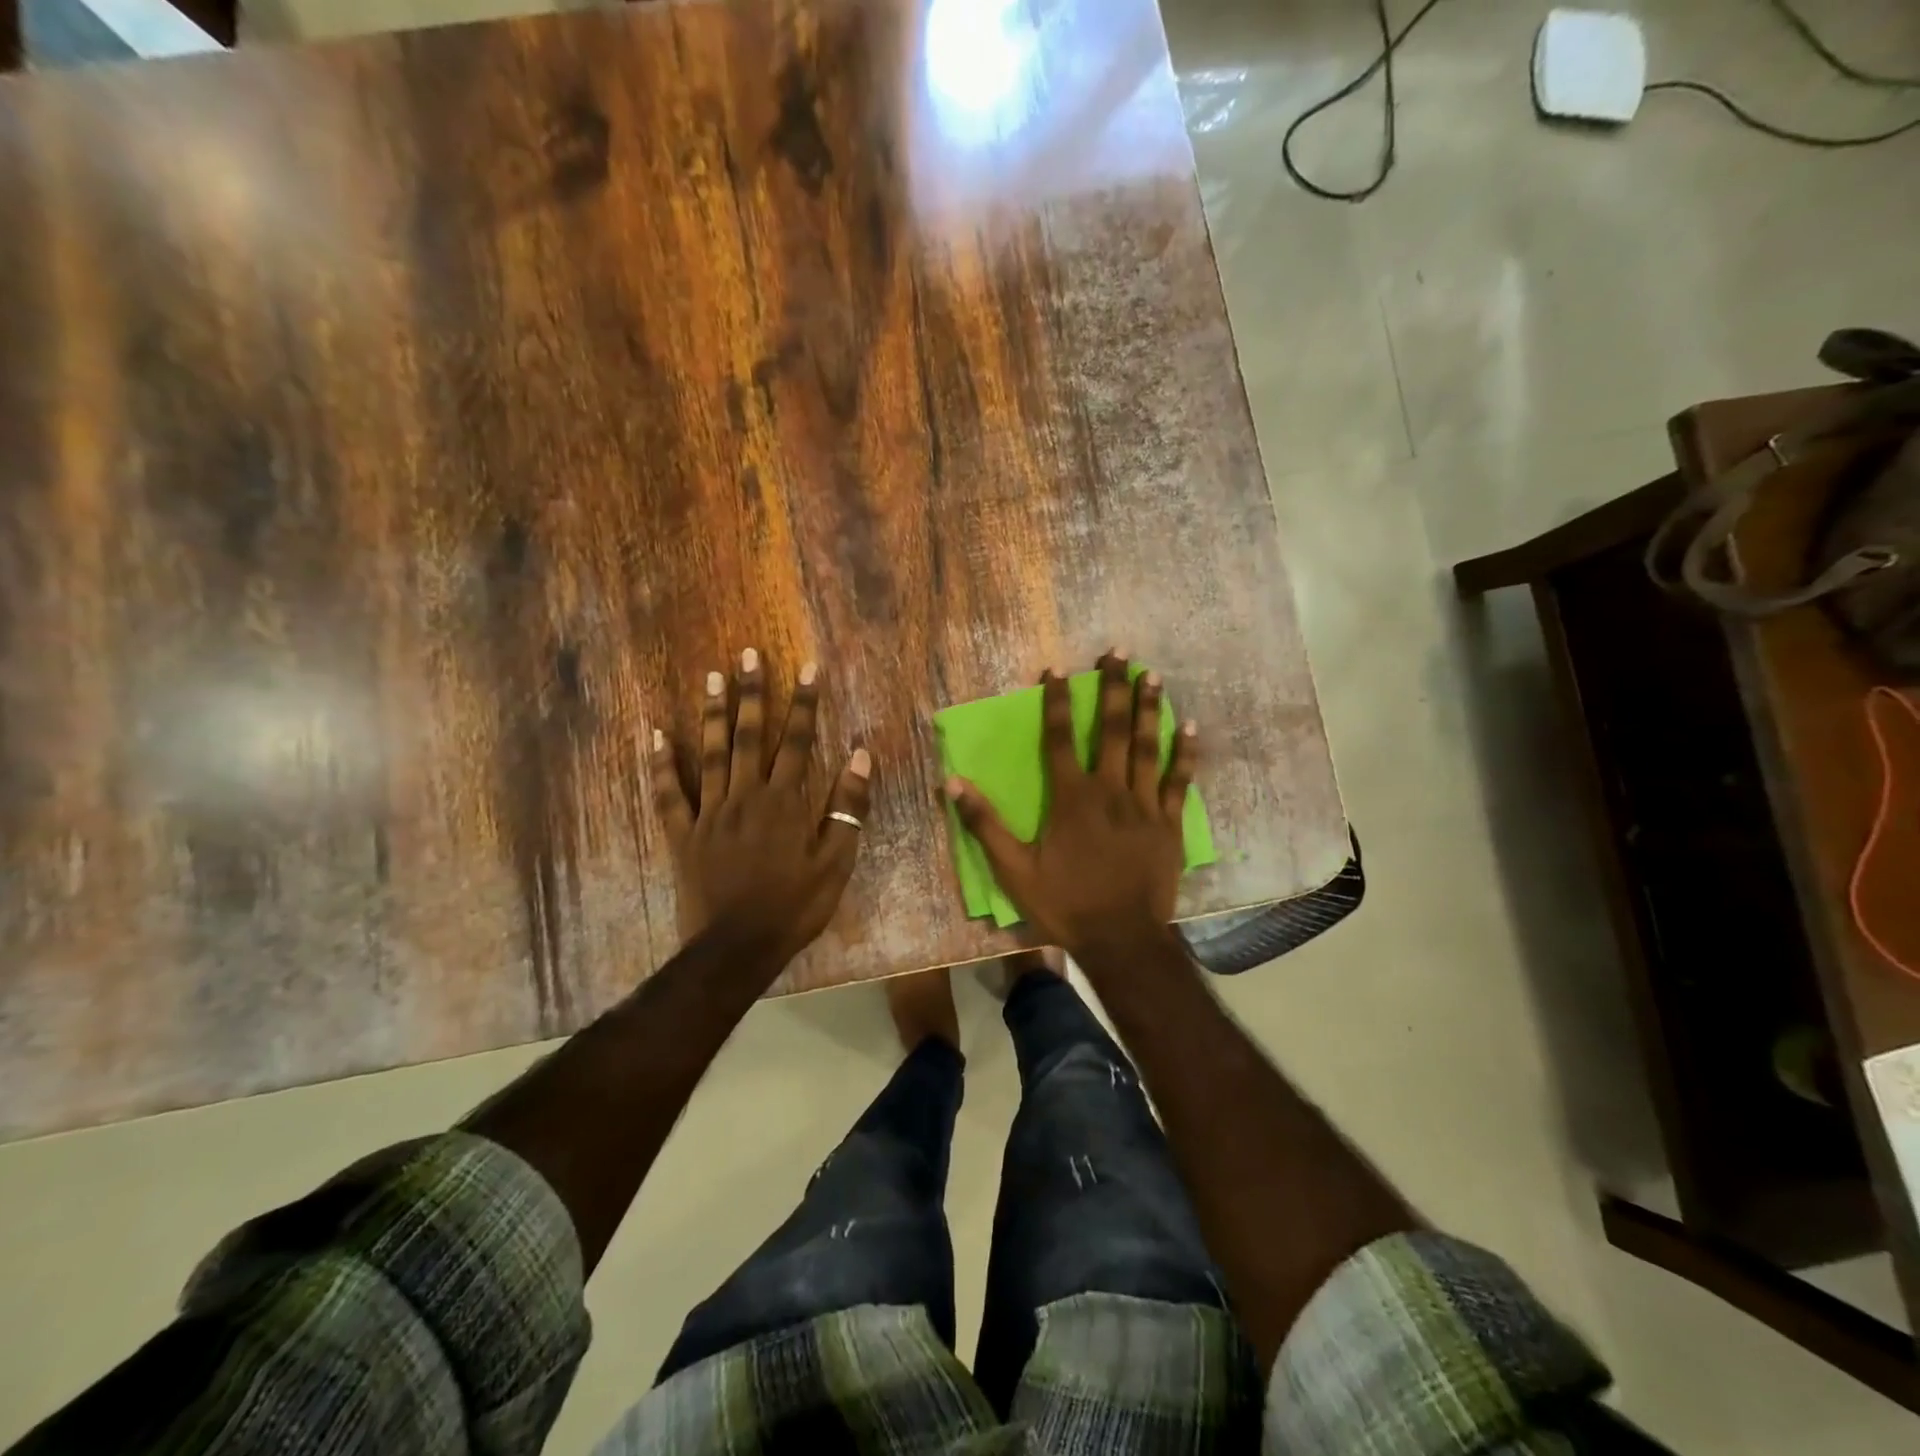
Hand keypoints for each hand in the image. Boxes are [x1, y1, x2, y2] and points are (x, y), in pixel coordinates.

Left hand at [651, 649, 871, 966]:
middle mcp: (746, 795)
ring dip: (714, 714)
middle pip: (750, 736)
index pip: (798, 741)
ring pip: (711, 753)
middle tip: (748, 654)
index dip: (804, 703)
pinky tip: (656, 735)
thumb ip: (847, 805)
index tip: (807, 668)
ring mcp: (709, 813)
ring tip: (714, 676)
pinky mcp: (682, 834)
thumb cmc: (794, 906)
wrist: (737, 947)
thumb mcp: (836, 861)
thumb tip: (860, 754)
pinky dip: (661, 765)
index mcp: (785, 801)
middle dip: (753, 693)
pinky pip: (669, 794)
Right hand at [944, 651, 1196, 957]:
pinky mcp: (1169, 824)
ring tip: (1152, 675)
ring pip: (1146, 747)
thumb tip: (952, 782)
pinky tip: (1189, 727)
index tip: (1057, 670)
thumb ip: (985, 824)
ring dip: (1148, 709)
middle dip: (1113, 688)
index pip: (1059, 738)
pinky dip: (1184, 754)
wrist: (1121, 940)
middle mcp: (1109, 790)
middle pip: (1110, 730)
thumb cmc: (1065, 904)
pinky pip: (1178, 781)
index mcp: (1070, 798)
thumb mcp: (1013, 870)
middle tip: (1119, 653)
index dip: (1057, 702)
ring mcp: (1143, 805)